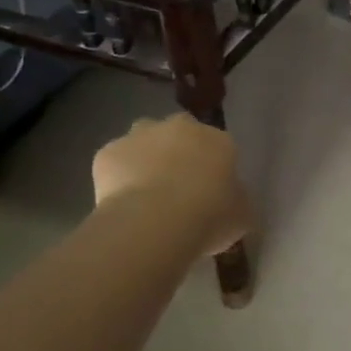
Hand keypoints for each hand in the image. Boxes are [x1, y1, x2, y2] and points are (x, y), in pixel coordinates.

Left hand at [93, 115, 252, 255]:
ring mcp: (140, 136)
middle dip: (179, 153)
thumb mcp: (242, 216)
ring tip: (146, 193)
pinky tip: (122, 203)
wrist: (154, 222)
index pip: (219, 146)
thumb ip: (237, 201)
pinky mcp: (108, 152)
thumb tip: (230, 201)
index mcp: (217, 140)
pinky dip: (118, 177)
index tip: (210, 192)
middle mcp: (180, 128)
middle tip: (177, 188)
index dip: (213, 169)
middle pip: (180, 133)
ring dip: (146, 157)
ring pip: (143, 139)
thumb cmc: (209, 217)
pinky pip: (115, 162)